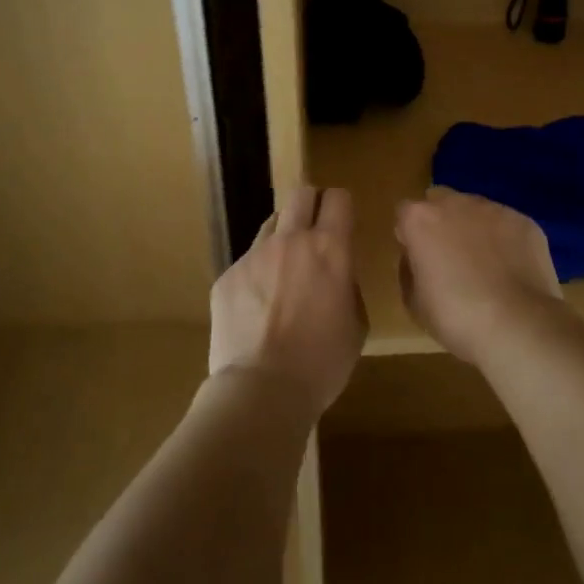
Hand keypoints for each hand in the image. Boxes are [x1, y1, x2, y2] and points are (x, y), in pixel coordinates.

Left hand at [210, 185, 366, 413]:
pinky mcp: (227, 276)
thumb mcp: (355, 325)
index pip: (338, 199)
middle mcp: (290, 240)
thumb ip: (347, 286)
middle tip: (314, 231)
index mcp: (330, 249)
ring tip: (283, 274)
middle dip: (310, 204)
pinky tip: (257, 308)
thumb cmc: (322, 363)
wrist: (262, 389)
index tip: (342, 221)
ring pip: (271, 225)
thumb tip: (337, 275)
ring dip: (282, 238)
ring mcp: (253, 255)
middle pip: (300, 194)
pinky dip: (257, 275)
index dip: (341, 206)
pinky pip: (247, 262)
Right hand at [394, 187, 563, 362]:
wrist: (518, 324)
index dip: (410, 235)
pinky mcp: (524, 221)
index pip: (405, 214)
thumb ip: (409, 269)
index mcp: (420, 219)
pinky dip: (504, 239)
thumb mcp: (414, 302)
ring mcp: (494, 209)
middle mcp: (456, 203)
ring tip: (485, 264)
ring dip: (474, 228)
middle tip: (449, 256)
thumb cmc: (456, 316)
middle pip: (441, 201)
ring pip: (476, 210)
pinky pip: (506, 224)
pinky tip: (511, 268)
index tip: (418, 258)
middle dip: (441, 221)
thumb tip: (416, 258)